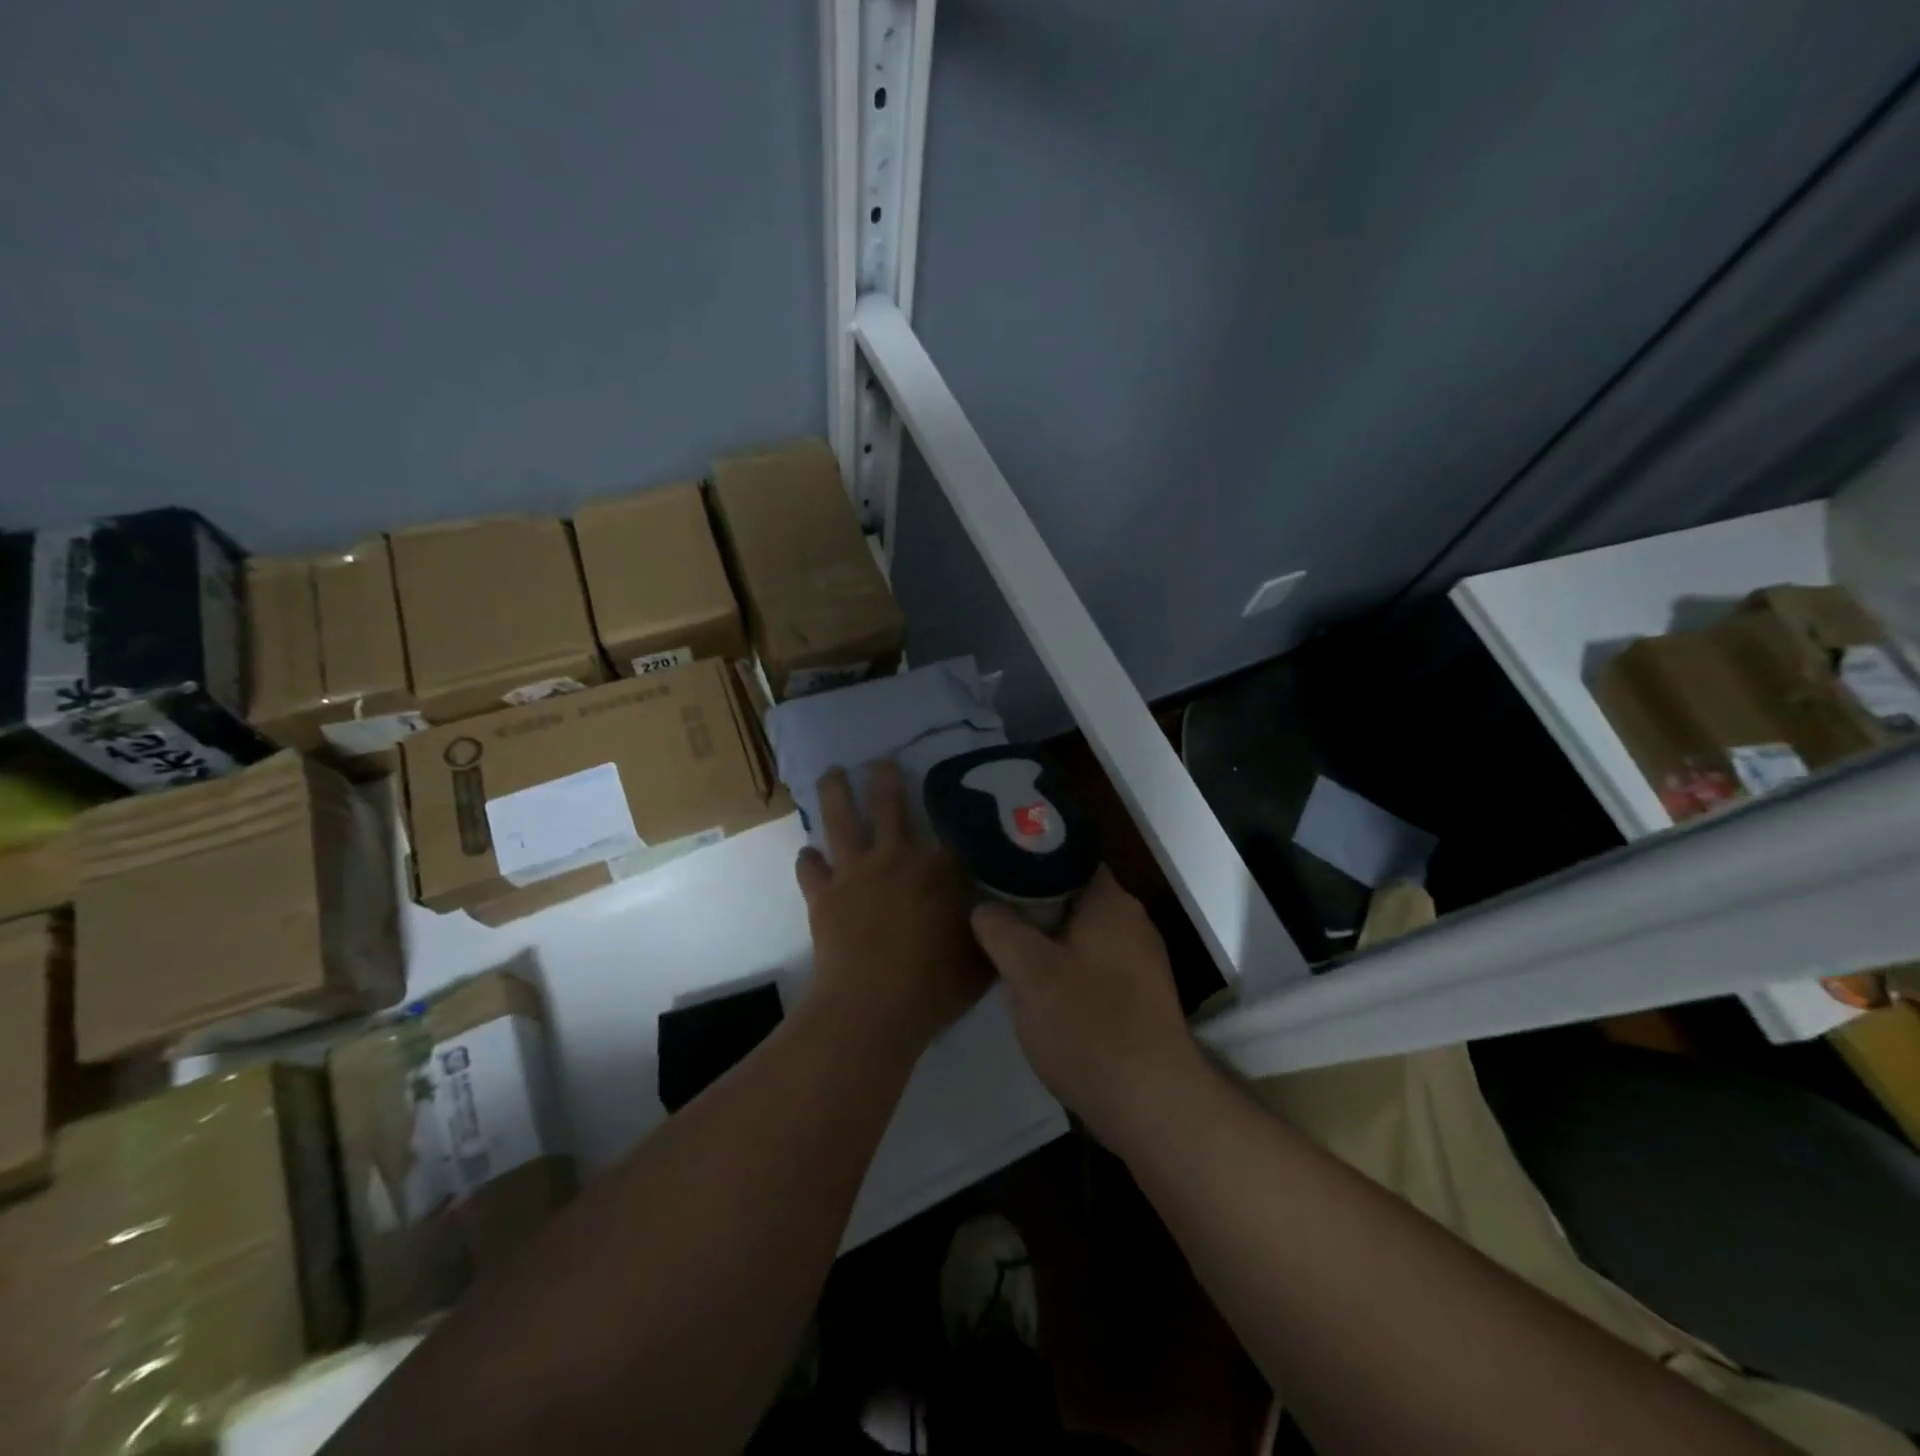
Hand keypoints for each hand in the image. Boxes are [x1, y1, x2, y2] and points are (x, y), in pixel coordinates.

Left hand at [796, 761, 991, 1052]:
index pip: (950, 828)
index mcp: (938, 868)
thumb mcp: (981, 956)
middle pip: (889, 804)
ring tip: (831, 773)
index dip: (953, 808)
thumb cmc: (934, 985)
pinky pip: (810, 868)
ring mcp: (854, 873)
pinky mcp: (823, 895)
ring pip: (840, 819)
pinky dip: (808, 859)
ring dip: (835, 793)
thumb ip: (992, 926)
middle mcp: (895, 857)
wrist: (872, 1007)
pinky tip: (807, 854)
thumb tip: (1002, 908)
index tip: (956, 795)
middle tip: (881, 761)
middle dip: (885, 778)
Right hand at [970, 867, 1204, 1144]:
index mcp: (1111, 901)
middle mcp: (1132, 921)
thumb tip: (984, 907)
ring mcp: (1140, 960)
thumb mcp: (1028, 972)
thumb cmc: (1087, 1024)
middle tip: (991, 912)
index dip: (1029, 859)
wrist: (1150, 1102)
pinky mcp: (1140, 996)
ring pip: (1081, 933)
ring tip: (1006, 951)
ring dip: (1046, 940)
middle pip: (1072, 895)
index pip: (1067, 857)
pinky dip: (1066, 968)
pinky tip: (1040, 991)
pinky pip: (1094, 964)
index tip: (994, 869)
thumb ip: (1000, 928)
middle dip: (1031, 904)